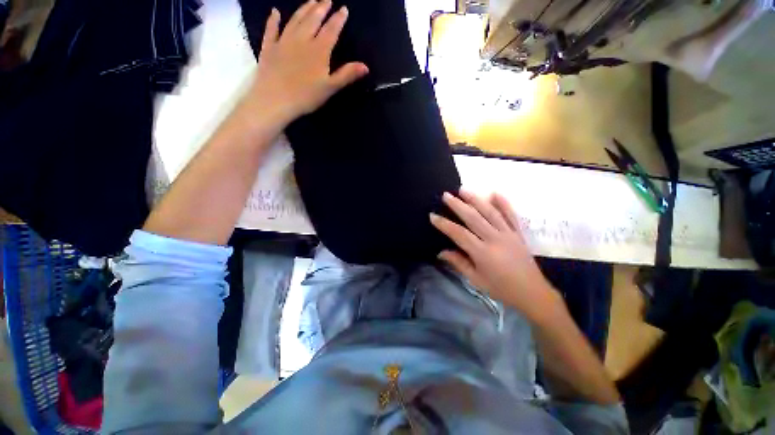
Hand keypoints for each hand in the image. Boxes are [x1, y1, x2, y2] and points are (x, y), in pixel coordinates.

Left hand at [243, 0, 368, 125]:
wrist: (275, 99)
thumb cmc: (306, 96)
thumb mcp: (330, 88)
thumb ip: (347, 75)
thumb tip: (365, 66)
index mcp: (318, 50)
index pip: (331, 30)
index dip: (338, 19)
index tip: (343, 9)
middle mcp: (301, 40)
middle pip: (312, 20)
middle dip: (321, 8)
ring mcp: (283, 42)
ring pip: (295, 20)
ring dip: (303, 9)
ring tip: (311, 1)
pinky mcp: (269, 48)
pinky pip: (271, 30)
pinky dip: (273, 20)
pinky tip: (275, 12)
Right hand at [430, 190, 561, 321]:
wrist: (532, 294)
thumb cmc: (501, 289)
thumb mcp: (476, 280)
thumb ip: (459, 263)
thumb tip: (441, 252)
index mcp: (483, 253)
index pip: (459, 234)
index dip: (444, 224)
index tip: (433, 216)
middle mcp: (495, 239)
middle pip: (473, 218)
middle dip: (458, 205)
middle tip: (446, 195)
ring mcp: (508, 234)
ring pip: (490, 212)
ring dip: (476, 199)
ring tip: (464, 189)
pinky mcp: (518, 233)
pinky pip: (511, 215)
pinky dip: (503, 203)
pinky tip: (495, 193)